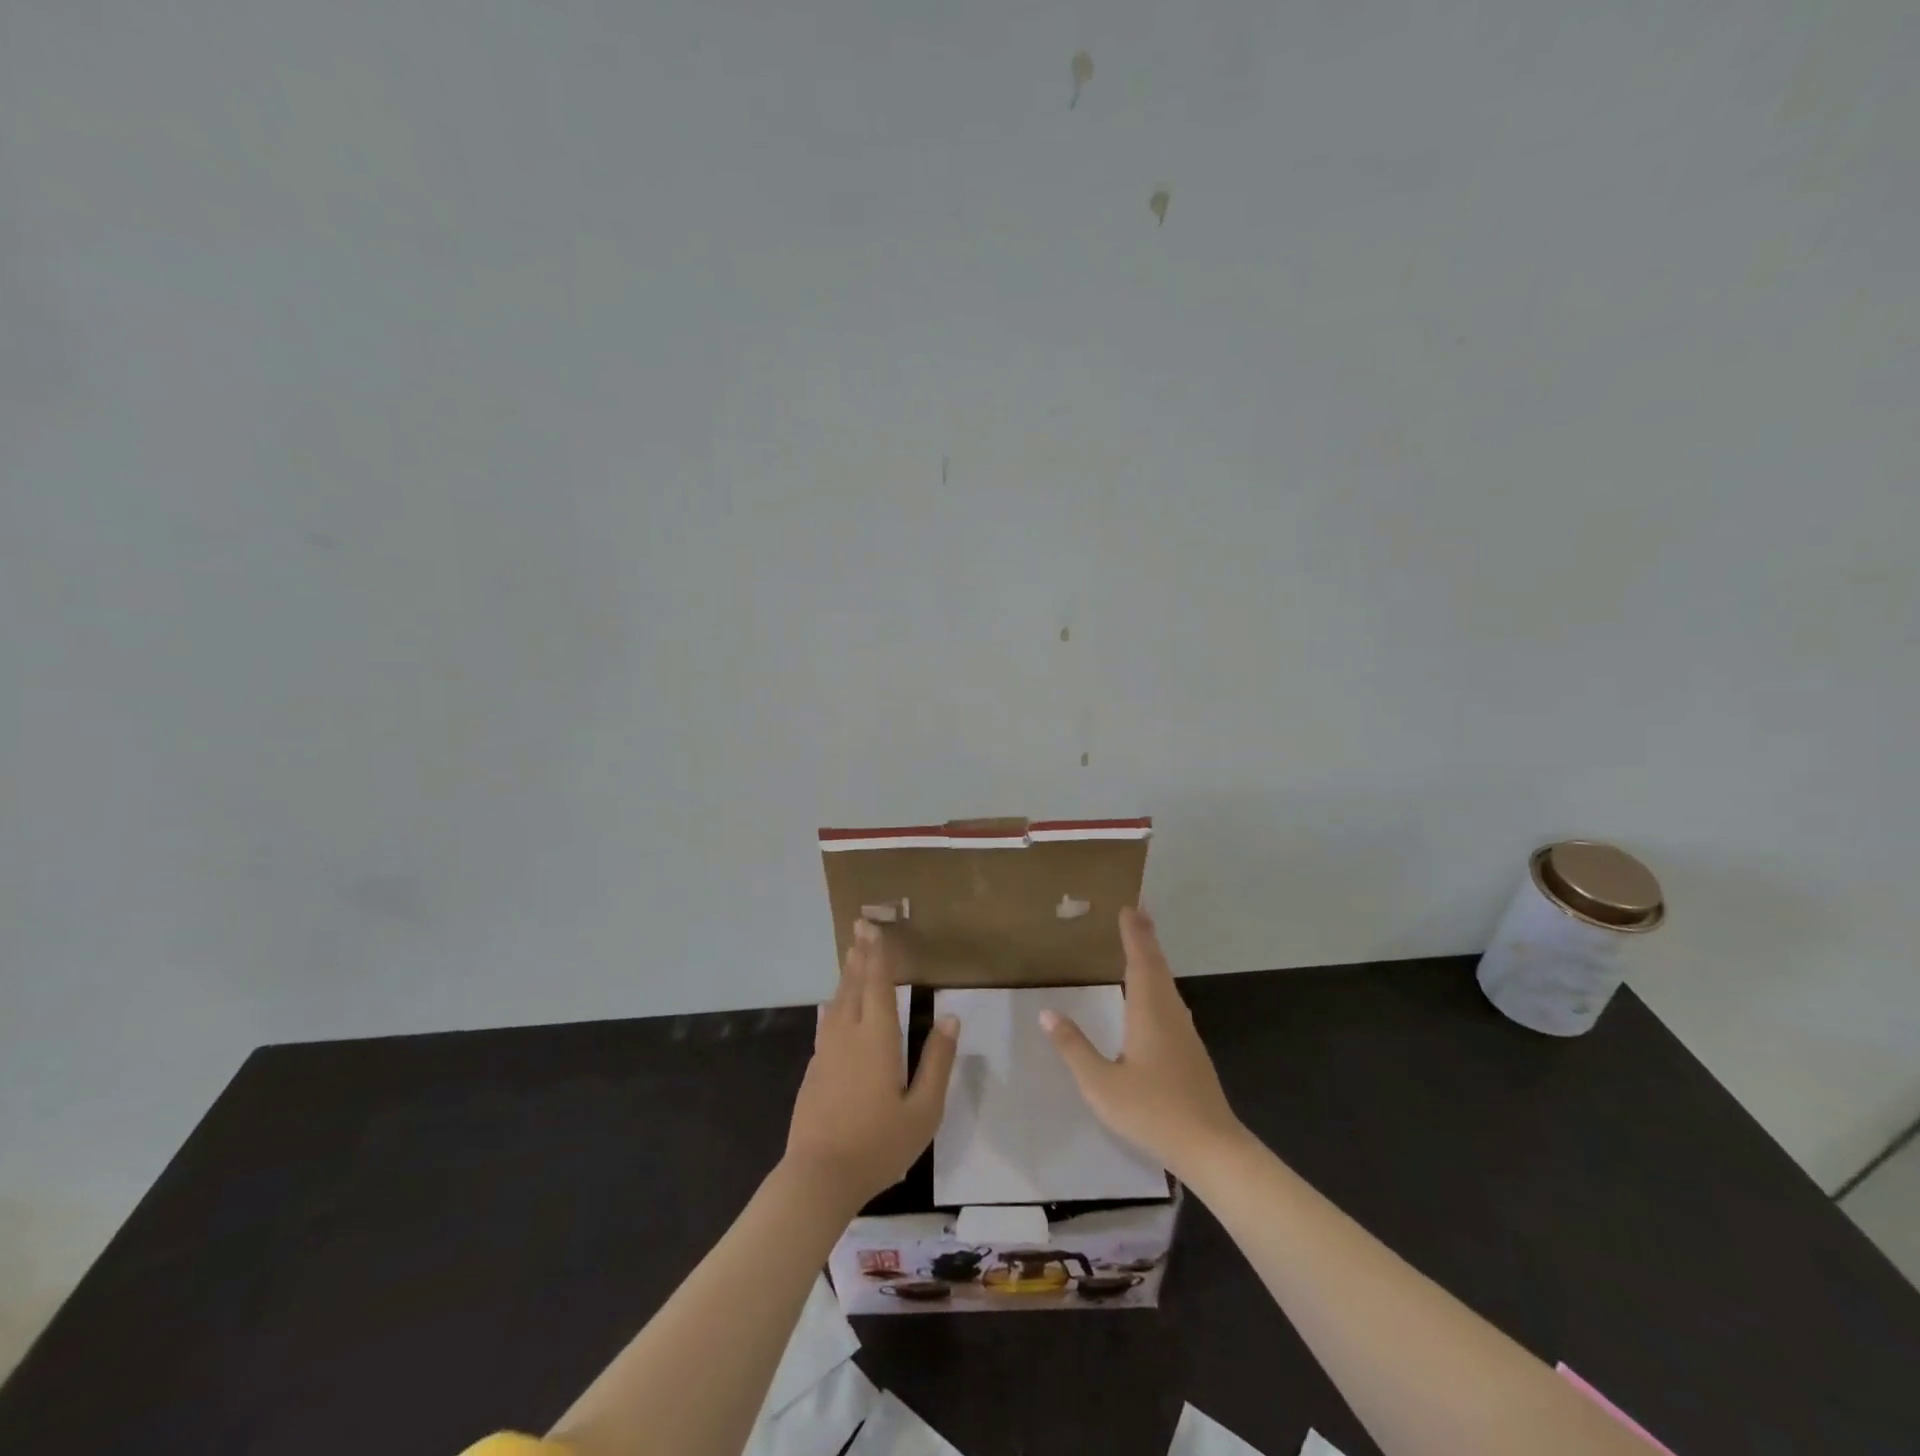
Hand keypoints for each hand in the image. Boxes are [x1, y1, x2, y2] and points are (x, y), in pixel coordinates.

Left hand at [784, 919, 958, 1211]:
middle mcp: (848, 1035)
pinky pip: (827, 1023)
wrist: (818, 1177)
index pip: (877, 985)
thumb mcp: (923, 1110)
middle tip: (860, 927)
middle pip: (853, 986)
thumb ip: (937, 1062)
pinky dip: (834, 1004)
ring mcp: (826, 1051)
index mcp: (877, 1039)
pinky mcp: (814, 1069)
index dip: (878, 955)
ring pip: (837, 1002)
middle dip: (859, 955)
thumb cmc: (878, 1144)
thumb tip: (950, 1019)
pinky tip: (831, 1007)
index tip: (874, 927)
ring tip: (852, 956)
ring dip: (846, 976)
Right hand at [1041, 907, 1242, 1176]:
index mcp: (1148, 1013)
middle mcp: (1170, 1014)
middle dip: (1145, 939)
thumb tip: (1047, 1013)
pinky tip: (1153, 998)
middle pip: (1158, 967)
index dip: (1134, 934)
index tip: (1129, 907)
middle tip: (1136, 914)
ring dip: (1153, 961)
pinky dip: (1158, 984)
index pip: (1140, 961)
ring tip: (1140, 947)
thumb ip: (1074, 1047)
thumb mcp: (1101, 1084)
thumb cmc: (1152, 1111)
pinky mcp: (1191, 1051)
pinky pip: (1171, 1003)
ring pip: (1167, 985)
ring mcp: (1185, 1033)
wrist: (1211, 1148)